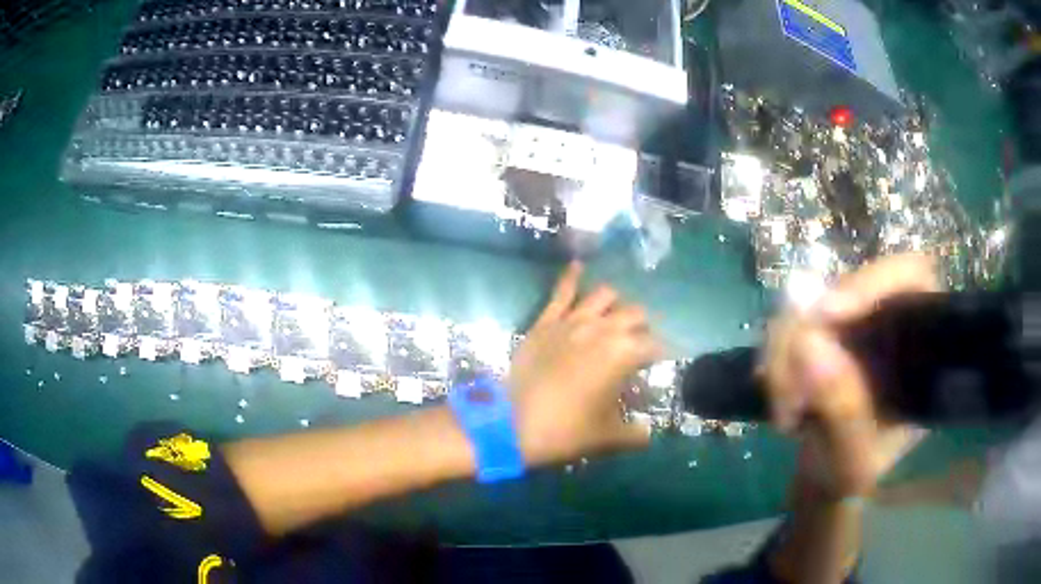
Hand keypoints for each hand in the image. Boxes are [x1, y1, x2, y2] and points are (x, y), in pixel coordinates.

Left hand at [509, 262, 662, 465]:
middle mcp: (603, 328)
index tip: (659, 365)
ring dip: (615, 304)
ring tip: (615, 316)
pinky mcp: (546, 321)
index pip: (655, 346)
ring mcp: (572, 320)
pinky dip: (572, 276)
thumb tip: (647, 435)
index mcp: (625, 353)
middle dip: (642, 327)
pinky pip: (561, 291)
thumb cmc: (567, 431)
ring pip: (605, 295)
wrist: (512, 425)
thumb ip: (634, 434)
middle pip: (635, 314)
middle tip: (638, 345)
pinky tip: (578, 265)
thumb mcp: (607, 437)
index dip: (661, 356)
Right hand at [764, 254, 935, 498]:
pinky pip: (788, 325)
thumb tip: (809, 341)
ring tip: (785, 413)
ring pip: (808, 304)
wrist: (827, 477)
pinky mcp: (821, 332)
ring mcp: (852, 323)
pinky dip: (776, 360)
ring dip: (785, 355)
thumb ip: (843, 411)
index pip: (910, 277)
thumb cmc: (855, 473)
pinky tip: (779, 399)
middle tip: (790, 394)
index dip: (871, 283)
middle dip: (808, 335)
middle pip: (847, 288)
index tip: (825, 314)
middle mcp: (889, 320)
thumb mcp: (853, 460)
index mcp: (922, 344)